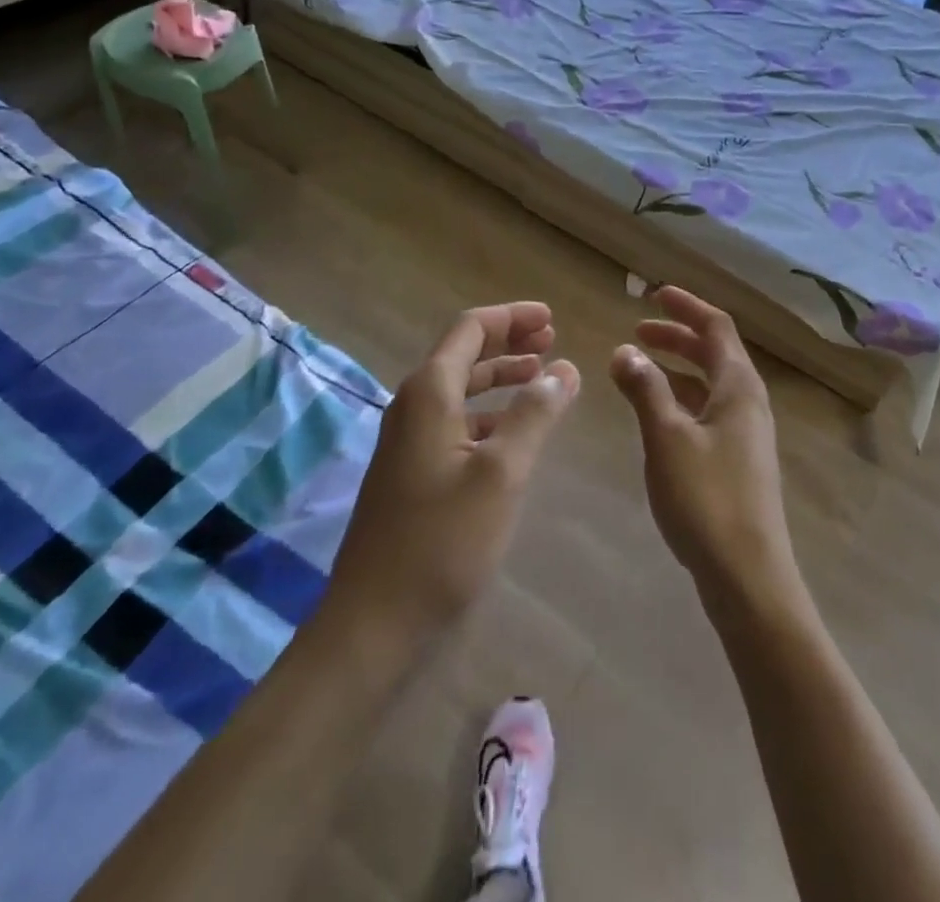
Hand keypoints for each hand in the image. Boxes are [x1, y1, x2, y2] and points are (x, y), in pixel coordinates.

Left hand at [322, 302, 578, 652]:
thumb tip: (564, 368)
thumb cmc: (442, 541)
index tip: (552, 318)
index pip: (470, 328)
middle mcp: (414, 406)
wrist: (375, 623)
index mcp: (429, 393)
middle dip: (509, 342)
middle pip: (464, 353)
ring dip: (501, 377)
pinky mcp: (413, 472)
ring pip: (461, 389)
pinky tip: (515, 430)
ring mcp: (409, 441)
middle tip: (553, 340)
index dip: (512, 317)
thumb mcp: (502, 472)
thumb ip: (535, 413)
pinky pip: (456, 422)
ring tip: (542, 376)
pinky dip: (490, 413)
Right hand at [609, 287, 802, 615]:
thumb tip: (625, 351)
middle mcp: (749, 402)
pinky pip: (708, 411)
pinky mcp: (738, 461)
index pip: (716, 327)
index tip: (655, 295)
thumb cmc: (706, 498)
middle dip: (677, 337)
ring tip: (638, 368)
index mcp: (739, 387)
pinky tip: (657, 414)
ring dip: (677, 368)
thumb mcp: (667, 438)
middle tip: (638, 332)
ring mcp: (746, 434)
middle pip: (715, 353)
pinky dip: (681, 399)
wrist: (748, 576)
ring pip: (710, 384)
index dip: (687, 307)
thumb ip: (646, 389)